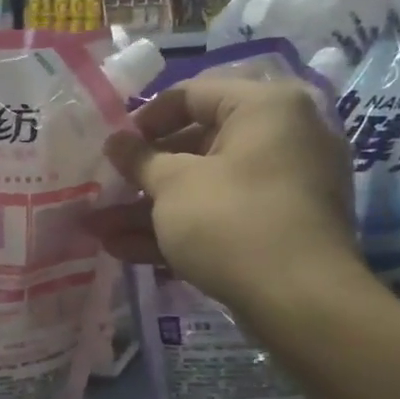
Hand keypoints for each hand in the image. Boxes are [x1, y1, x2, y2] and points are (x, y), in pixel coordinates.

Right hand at [85, 76, 361, 316]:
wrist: (301, 303)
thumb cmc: (232, 221)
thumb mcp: (173, 185)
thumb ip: (138, 159)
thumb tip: (115, 141)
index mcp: (265, 107)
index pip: (191, 95)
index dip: (144, 120)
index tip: (114, 148)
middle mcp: (282, 137)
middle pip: (196, 145)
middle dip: (142, 176)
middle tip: (104, 191)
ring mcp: (283, 187)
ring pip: (204, 187)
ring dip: (150, 208)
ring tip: (98, 229)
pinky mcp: (278, 228)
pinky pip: (221, 215)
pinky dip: (179, 228)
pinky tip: (125, 250)